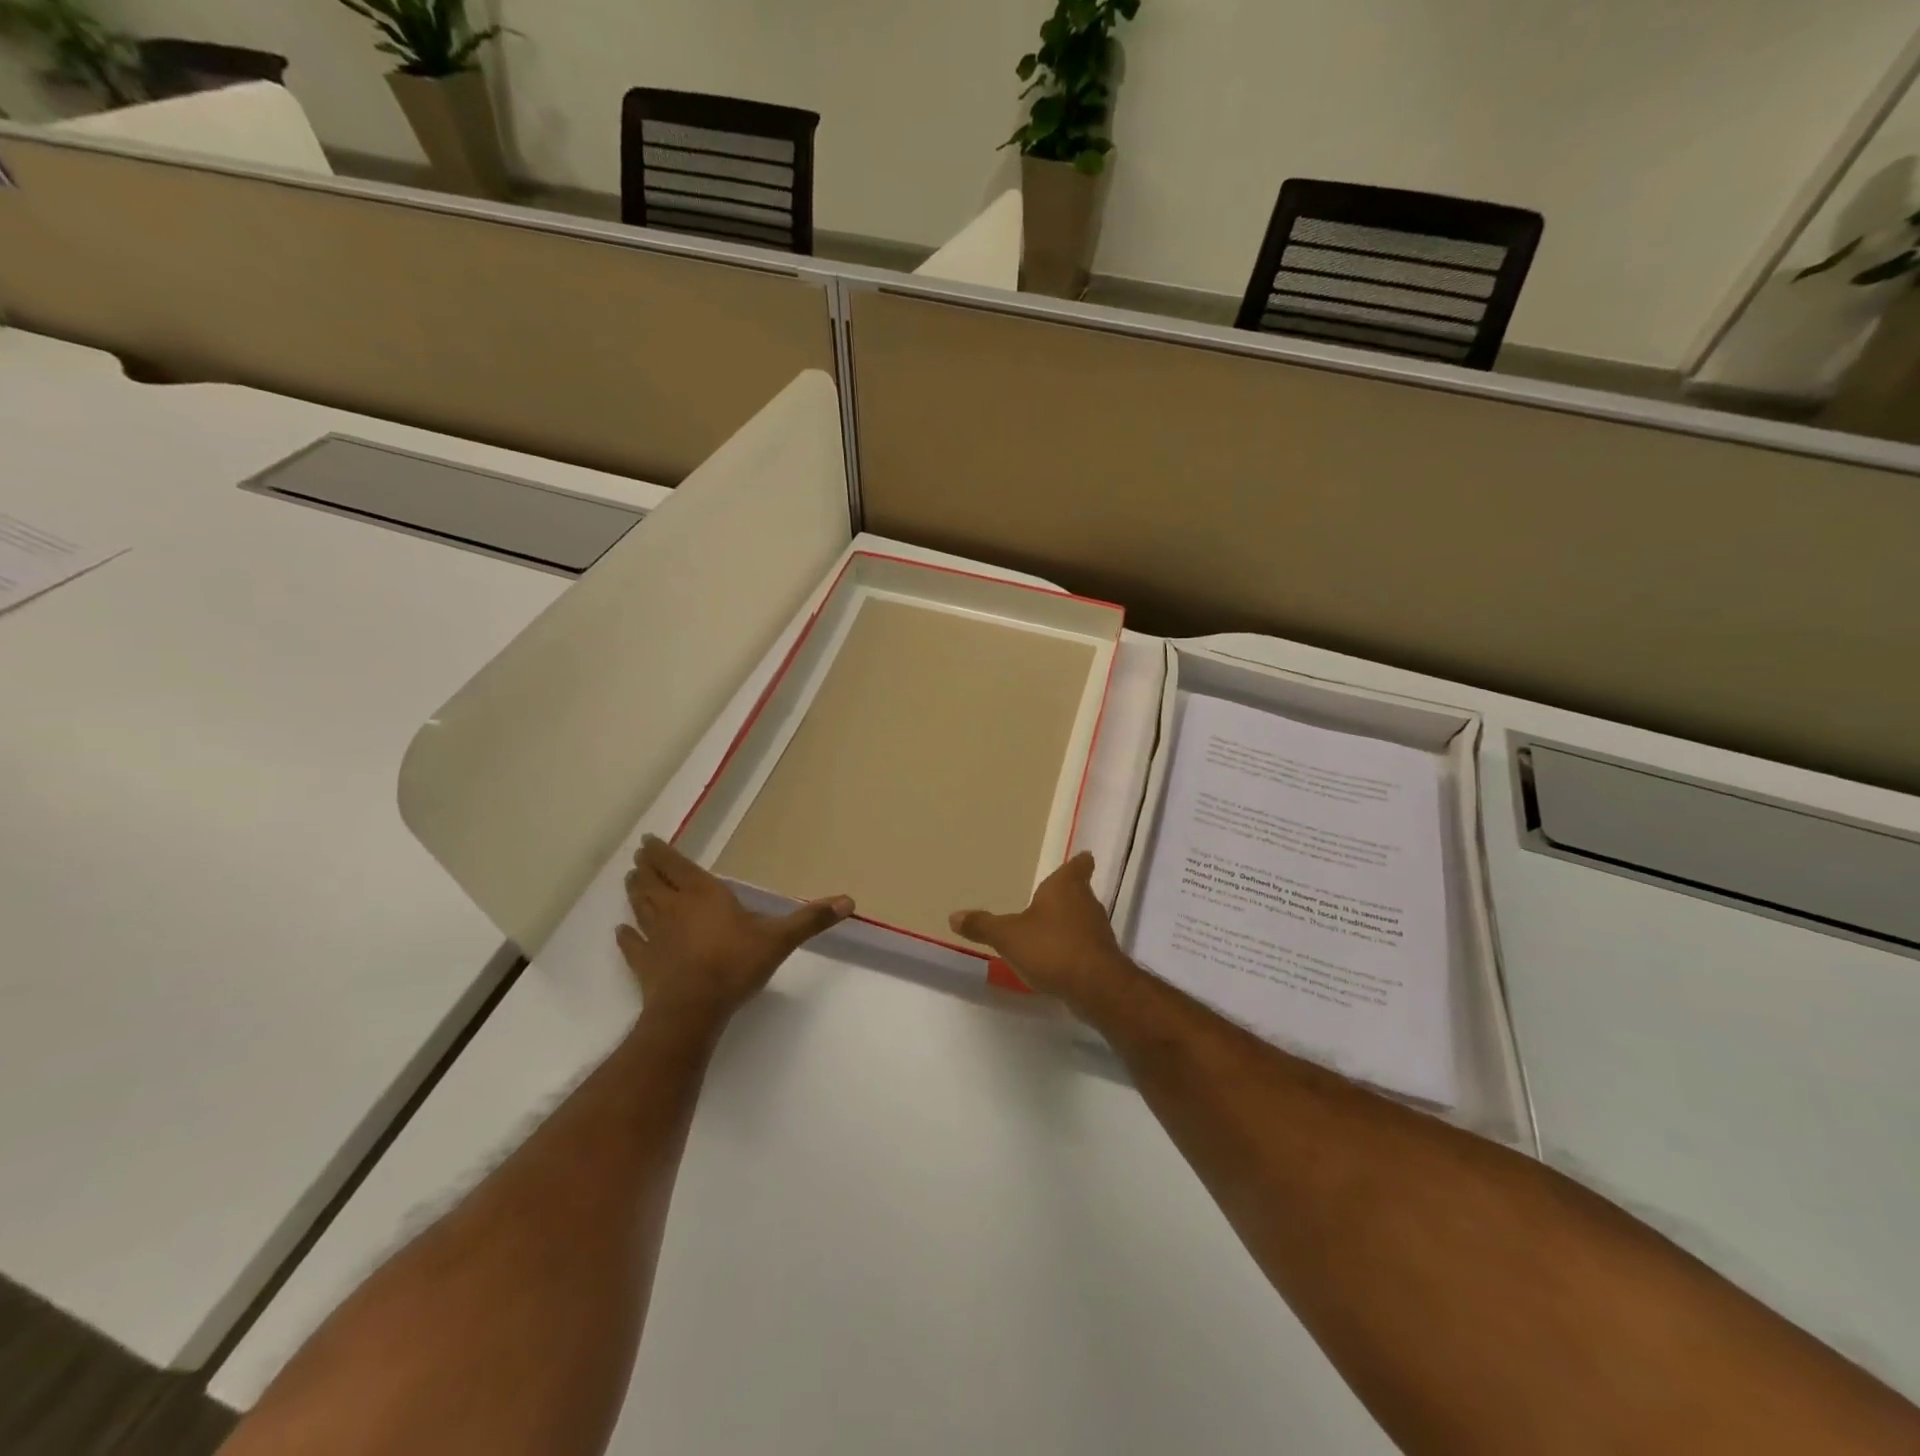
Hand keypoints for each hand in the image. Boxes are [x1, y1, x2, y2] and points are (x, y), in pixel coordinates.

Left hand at [616, 835, 852, 1026]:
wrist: (693, 1009)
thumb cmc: (735, 964)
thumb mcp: (779, 939)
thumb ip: (810, 919)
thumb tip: (849, 901)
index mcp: (704, 895)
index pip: (677, 866)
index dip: (661, 852)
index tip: (647, 841)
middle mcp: (675, 909)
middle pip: (653, 882)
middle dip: (645, 868)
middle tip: (637, 858)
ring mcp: (655, 937)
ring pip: (640, 907)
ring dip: (634, 893)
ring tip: (629, 881)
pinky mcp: (644, 964)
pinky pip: (632, 946)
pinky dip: (626, 937)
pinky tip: (621, 932)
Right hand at [948, 852, 1129, 1007]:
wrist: (1095, 987)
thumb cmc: (1051, 947)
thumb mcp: (1008, 936)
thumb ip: (983, 925)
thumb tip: (953, 916)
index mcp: (1066, 886)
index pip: (1078, 866)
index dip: (1078, 863)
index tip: (1082, 858)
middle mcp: (1087, 903)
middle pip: (1079, 892)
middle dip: (1066, 895)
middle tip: (1048, 896)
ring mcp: (1098, 931)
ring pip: (1083, 918)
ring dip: (1068, 922)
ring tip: (1047, 928)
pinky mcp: (1103, 957)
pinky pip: (1085, 944)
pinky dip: (1073, 947)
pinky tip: (1057, 958)